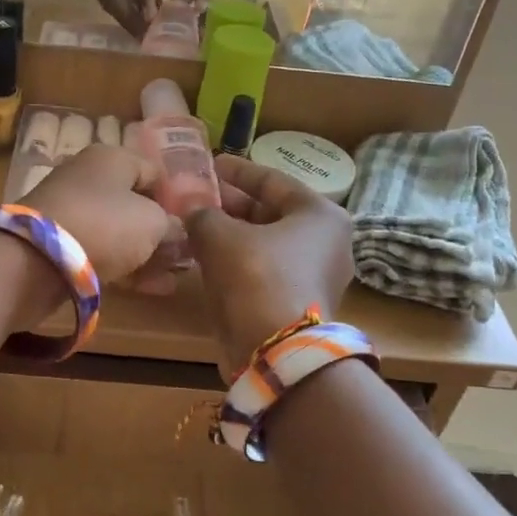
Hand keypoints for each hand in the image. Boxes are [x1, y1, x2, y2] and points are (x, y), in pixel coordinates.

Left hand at [15, 144, 173, 319]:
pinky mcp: (58, 245)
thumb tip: (178, 231)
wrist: (33, 259)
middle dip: (162, 230)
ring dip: (147, 253)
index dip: (178, 197)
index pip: (155, 172)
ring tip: (175, 277)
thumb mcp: (153, 223)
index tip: (196, 224)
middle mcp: (89, 178)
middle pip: (135, 203)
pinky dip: (125, 268)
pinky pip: (101, 252)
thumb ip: (172, 225)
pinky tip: (153, 288)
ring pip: (118, 231)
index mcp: (112, 158)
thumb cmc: (103, 225)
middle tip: (187, 255)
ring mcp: (71, 211)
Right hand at [184, 155, 354, 373]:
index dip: (237, 171)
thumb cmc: (257, 277)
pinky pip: (264, 270)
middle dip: (230, 204)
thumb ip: (202, 214)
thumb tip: (190, 208)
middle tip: (196, 197)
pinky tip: (206, 257)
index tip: (210, 164)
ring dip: (230, 234)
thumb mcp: (220, 235)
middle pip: (270, 213)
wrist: (277, 351)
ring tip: (194, 225)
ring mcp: (314, 276)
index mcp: (320, 214)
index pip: (273, 181)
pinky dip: (237, 261)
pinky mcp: (298, 304)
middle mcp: (326, 242)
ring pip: (264, 244)